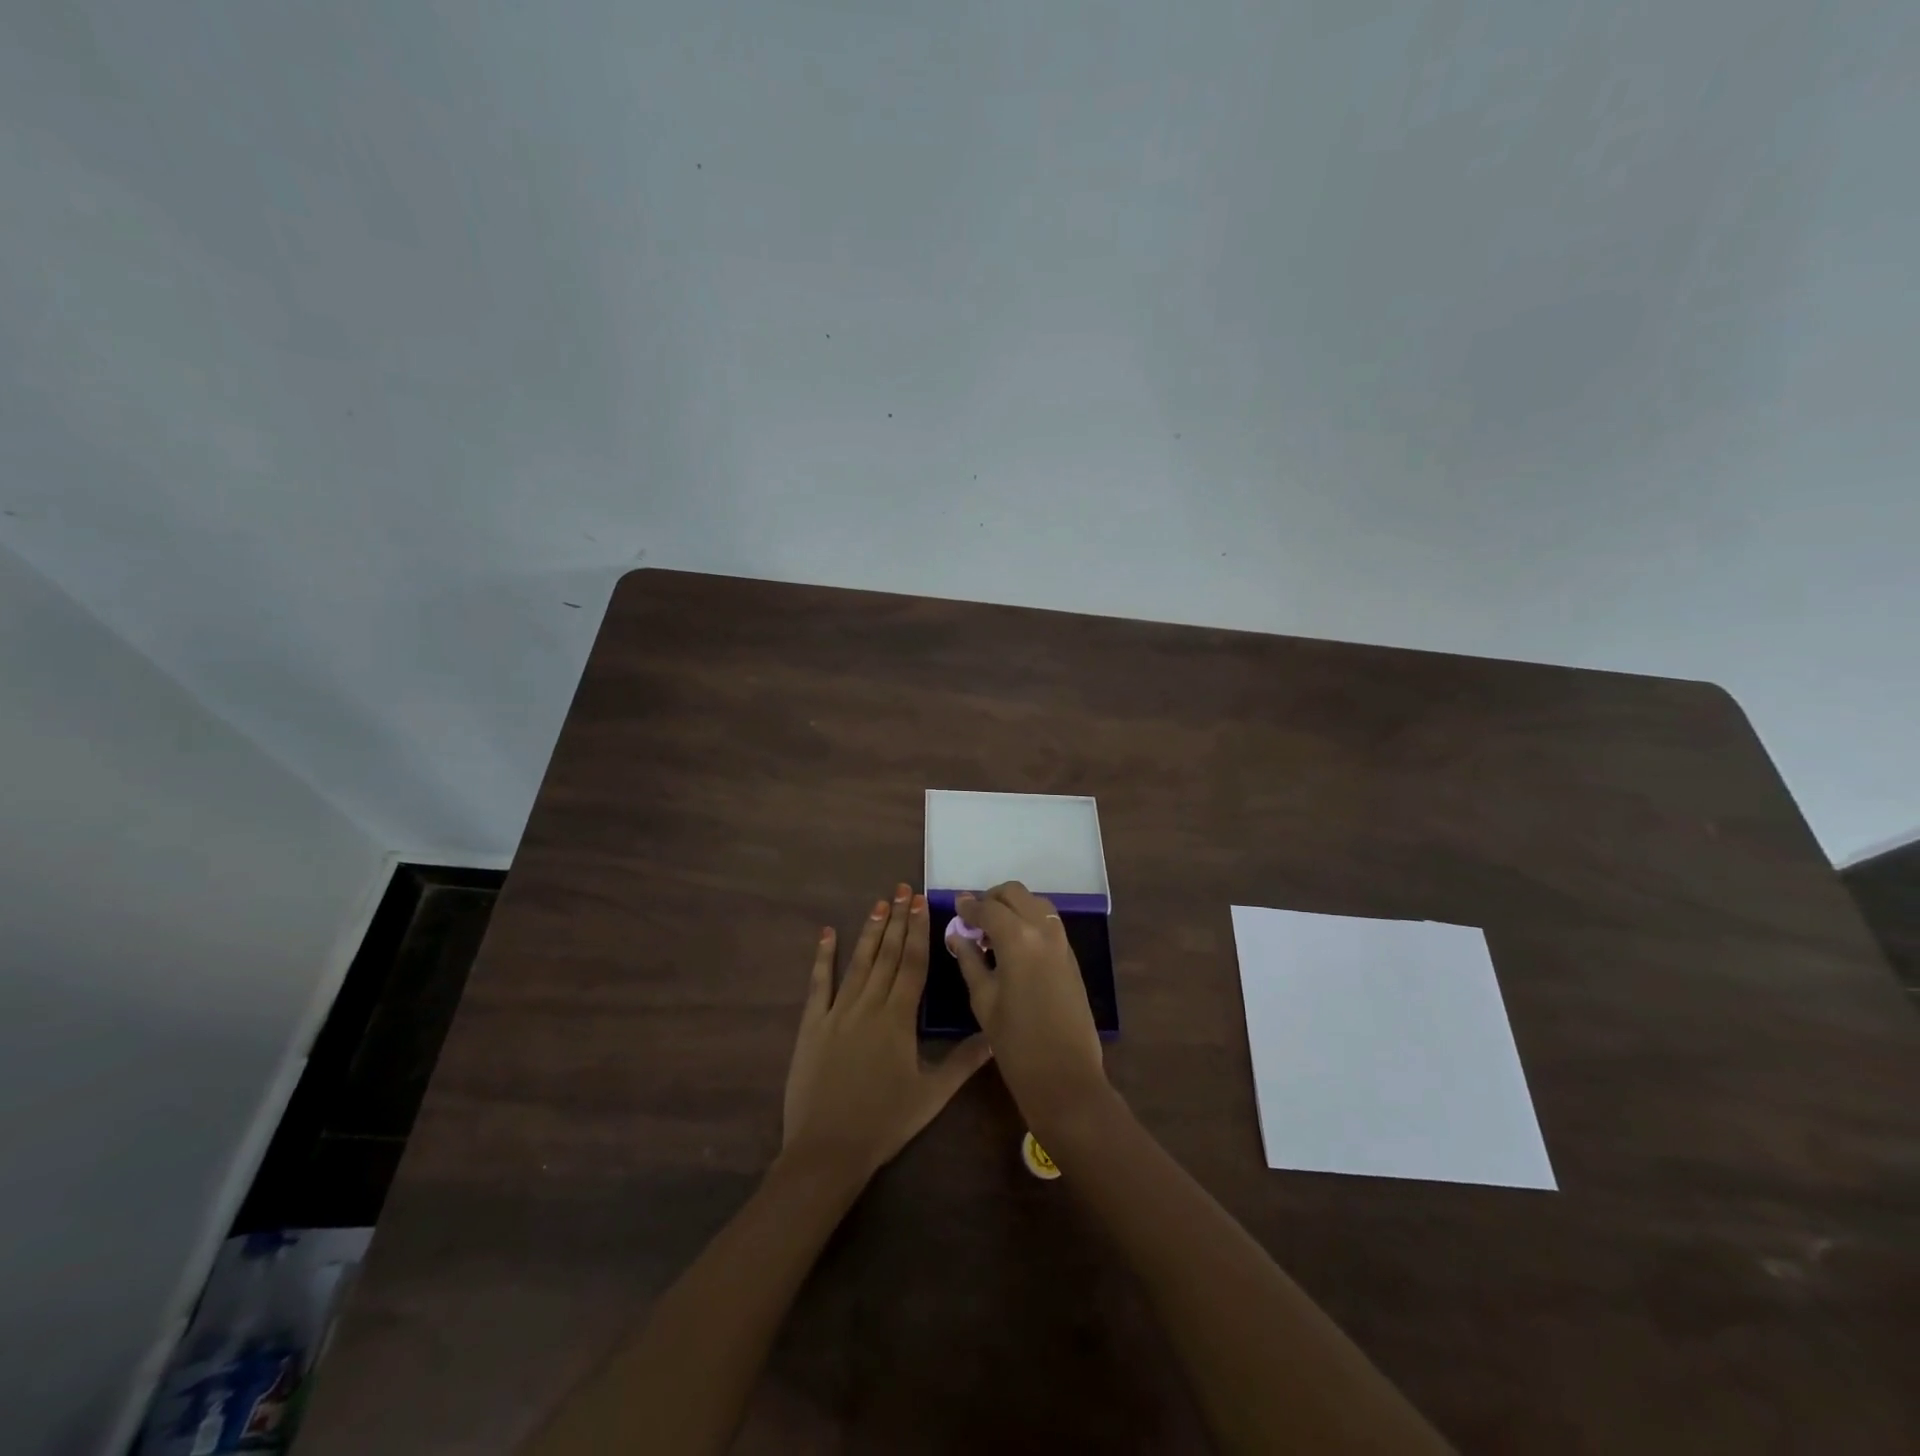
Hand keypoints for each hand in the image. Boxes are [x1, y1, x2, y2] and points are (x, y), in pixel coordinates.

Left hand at [782, 884, 992, 1183]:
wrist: (827, 1150)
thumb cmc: (884, 1122)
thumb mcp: (931, 1096)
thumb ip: (964, 1063)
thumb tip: (995, 1035)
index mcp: (898, 1018)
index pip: (912, 963)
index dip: (918, 931)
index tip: (921, 902)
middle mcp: (868, 1005)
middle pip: (886, 954)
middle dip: (896, 919)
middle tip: (902, 888)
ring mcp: (837, 1012)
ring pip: (857, 962)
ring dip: (869, 931)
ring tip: (879, 903)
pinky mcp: (812, 1025)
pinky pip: (818, 984)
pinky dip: (822, 957)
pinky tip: (827, 934)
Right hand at [948, 882, 1109, 1131]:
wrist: (1065, 1076)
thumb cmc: (1015, 1043)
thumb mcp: (983, 1000)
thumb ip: (969, 960)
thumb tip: (957, 934)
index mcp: (1018, 938)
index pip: (988, 908)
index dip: (968, 907)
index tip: (955, 908)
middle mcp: (1043, 929)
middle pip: (1015, 893)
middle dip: (992, 899)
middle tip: (974, 919)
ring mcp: (1062, 941)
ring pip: (1035, 903)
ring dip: (1013, 907)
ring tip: (993, 933)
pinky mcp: (1071, 956)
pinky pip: (1047, 922)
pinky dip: (1028, 920)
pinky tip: (1013, 946)